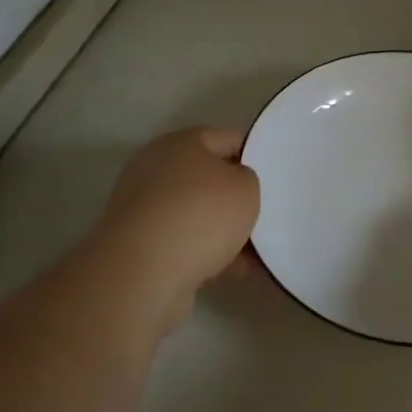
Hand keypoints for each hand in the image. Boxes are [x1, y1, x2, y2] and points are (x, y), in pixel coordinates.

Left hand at [82, 127, 259, 335]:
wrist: (144, 272)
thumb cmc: (202, 214)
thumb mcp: (246, 187)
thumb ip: (248, 179)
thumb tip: (234, 185)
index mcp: (181, 143)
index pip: (226, 139)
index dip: (253, 154)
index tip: (273, 174)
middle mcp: (156, 169)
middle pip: (207, 179)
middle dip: (235, 197)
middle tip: (264, 212)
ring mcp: (143, 209)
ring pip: (196, 214)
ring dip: (223, 230)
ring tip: (257, 251)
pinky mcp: (138, 245)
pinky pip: (183, 243)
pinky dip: (207, 254)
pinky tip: (236, 271)